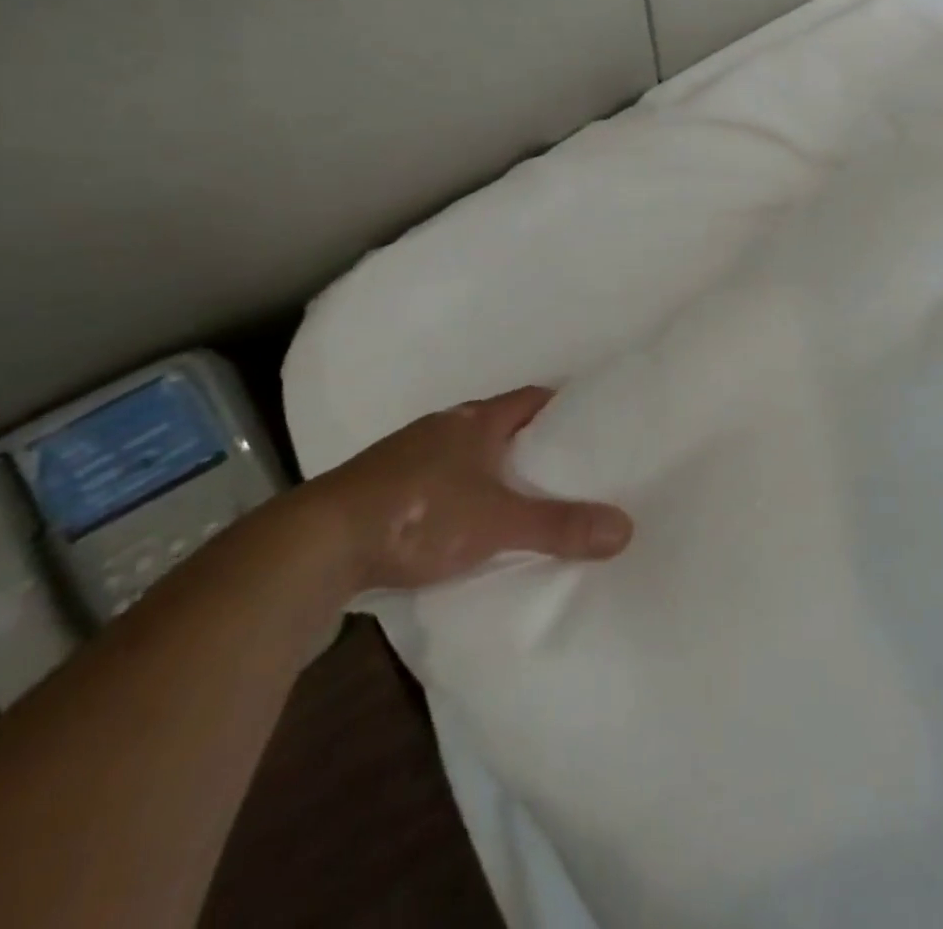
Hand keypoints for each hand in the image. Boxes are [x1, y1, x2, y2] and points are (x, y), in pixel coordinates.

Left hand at [302, 385, 632, 593]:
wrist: (316, 544)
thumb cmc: (420, 513)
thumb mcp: (498, 521)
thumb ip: (559, 526)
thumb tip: (626, 529)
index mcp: (476, 420)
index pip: (532, 398)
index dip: (562, 407)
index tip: (591, 425)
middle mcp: (443, 426)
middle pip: (500, 423)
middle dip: (530, 441)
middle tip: (567, 465)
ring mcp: (408, 454)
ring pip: (465, 451)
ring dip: (491, 466)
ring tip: (522, 494)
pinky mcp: (382, 486)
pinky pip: (436, 477)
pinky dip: (459, 490)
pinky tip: (464, 519)